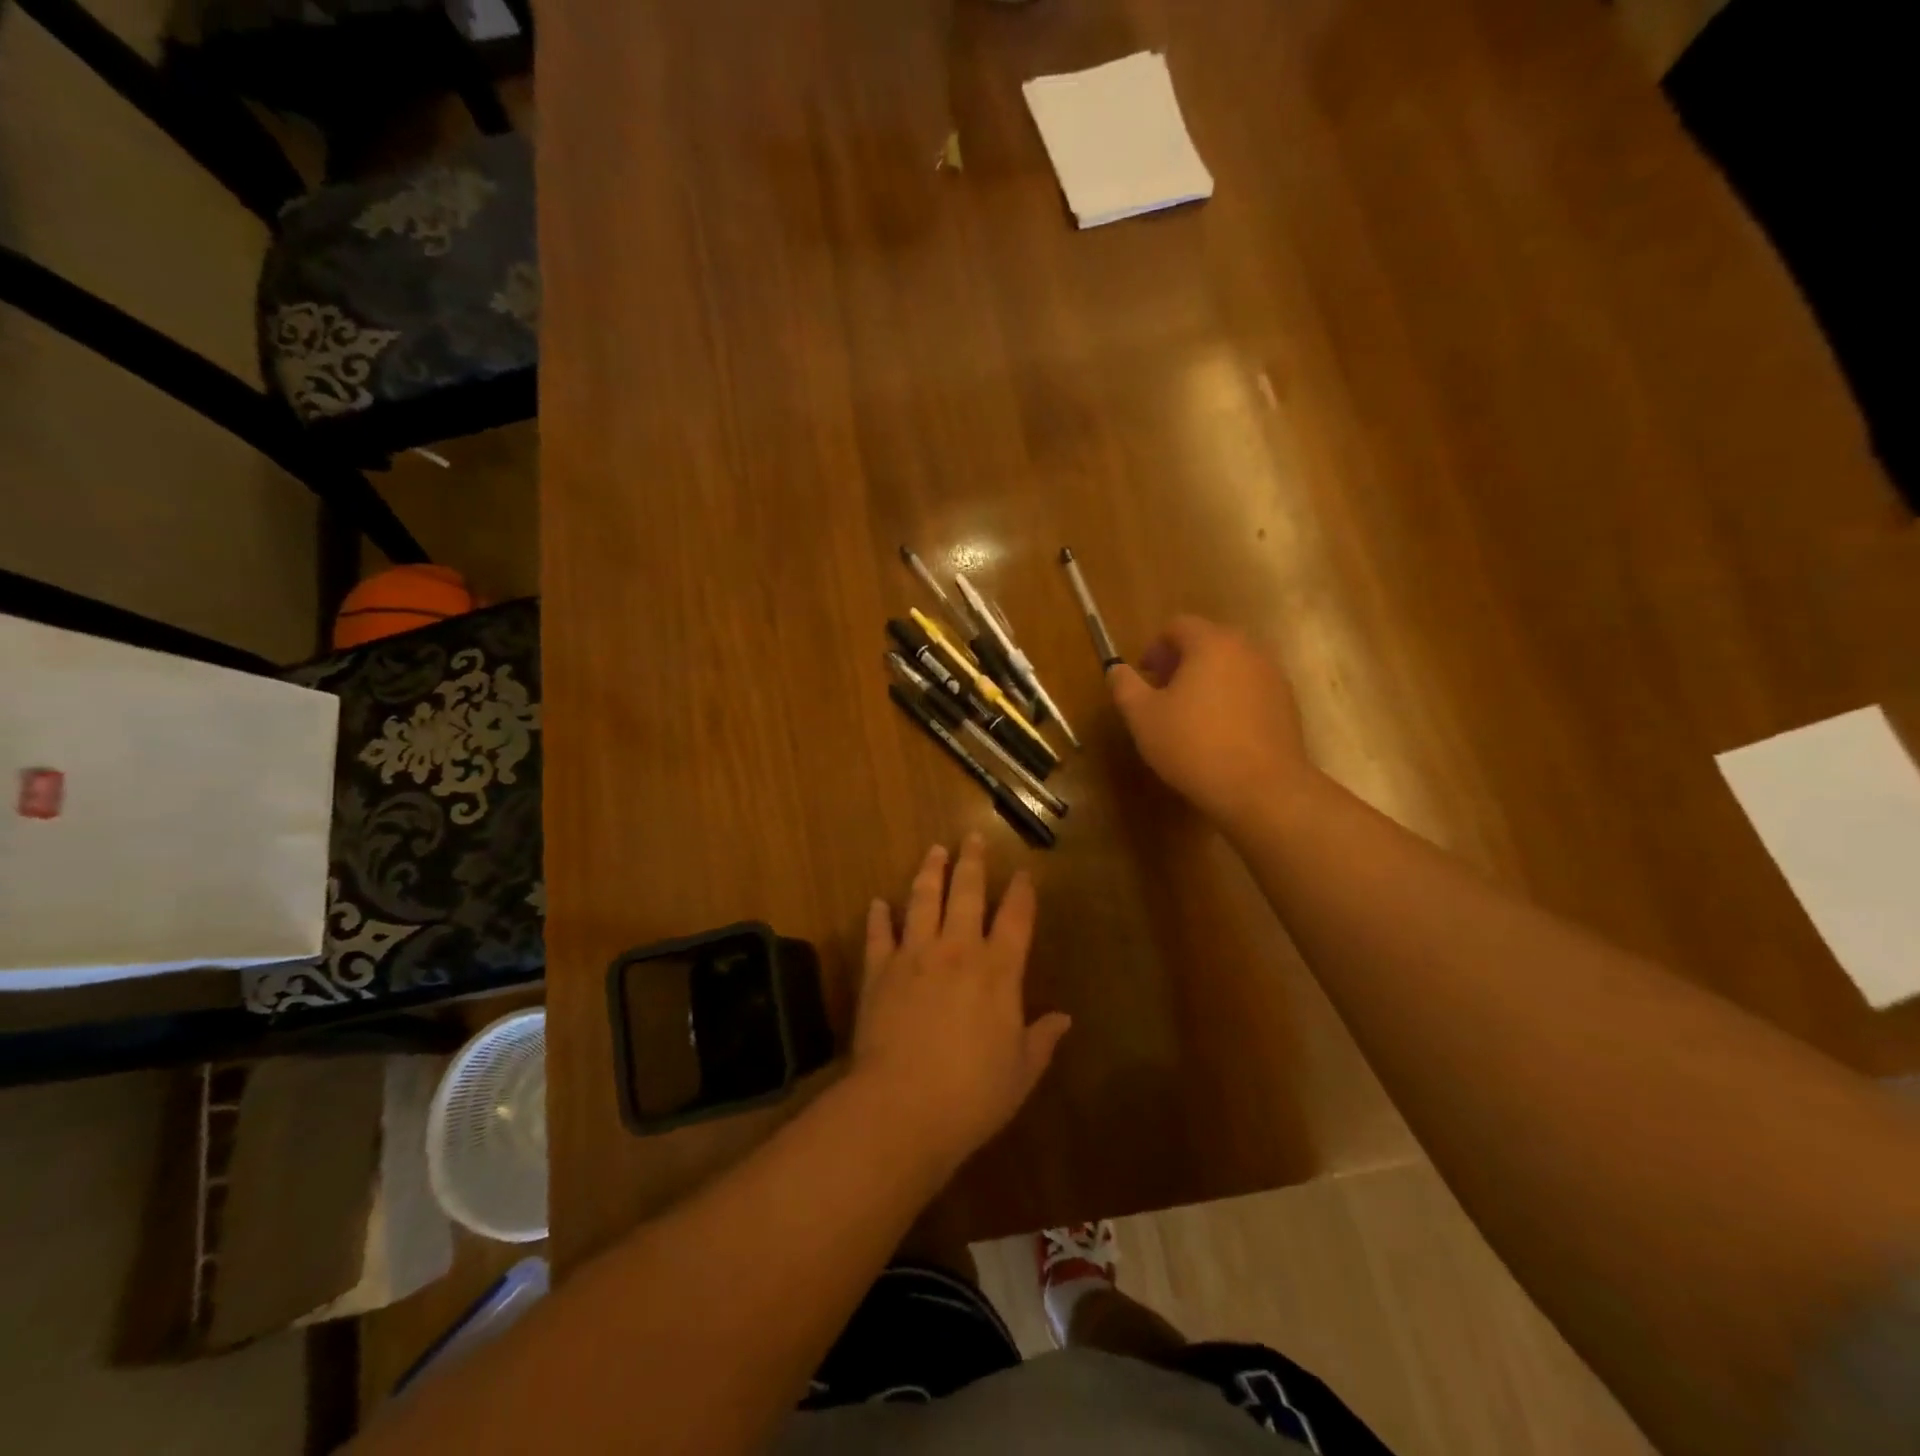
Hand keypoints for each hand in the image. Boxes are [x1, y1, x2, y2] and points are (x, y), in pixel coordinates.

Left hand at [852, 835, 1070, 1171]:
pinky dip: (878, 916)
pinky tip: (878, 903)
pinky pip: (878, 934)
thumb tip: (1065, 1019)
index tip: (1022, 872)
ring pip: (923, 900)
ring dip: (930, 872)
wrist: (902, 1106)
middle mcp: (957, 951)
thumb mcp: (1020, 1073)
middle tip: (973, 837)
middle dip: (972, 863)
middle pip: (967, 894)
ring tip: (934, 850)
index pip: (1015, 919)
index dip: (1021, 892)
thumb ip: (1041, 1040)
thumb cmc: (971, 1094)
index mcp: (999, 972)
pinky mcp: (879, 970)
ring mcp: (914, 955)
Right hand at [1109, 615, 1318, 833]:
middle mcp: (1247, 650)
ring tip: (1191, 716)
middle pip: (1208, 642)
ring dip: (1208, 680)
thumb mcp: (1143, 717)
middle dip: (1182, 662)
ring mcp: (1272, 676)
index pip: (1178, 626)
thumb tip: (1116, 669)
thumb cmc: (1193, 745)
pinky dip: (1231, 699)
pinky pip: (1250, 689)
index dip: (1155, 647)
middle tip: (1164, 694)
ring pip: (1231, 666)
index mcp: (1211, 644)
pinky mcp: (1287, 704)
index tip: (1145, 676)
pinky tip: (1220, 733)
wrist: (1261, 788)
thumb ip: (1125, 686)